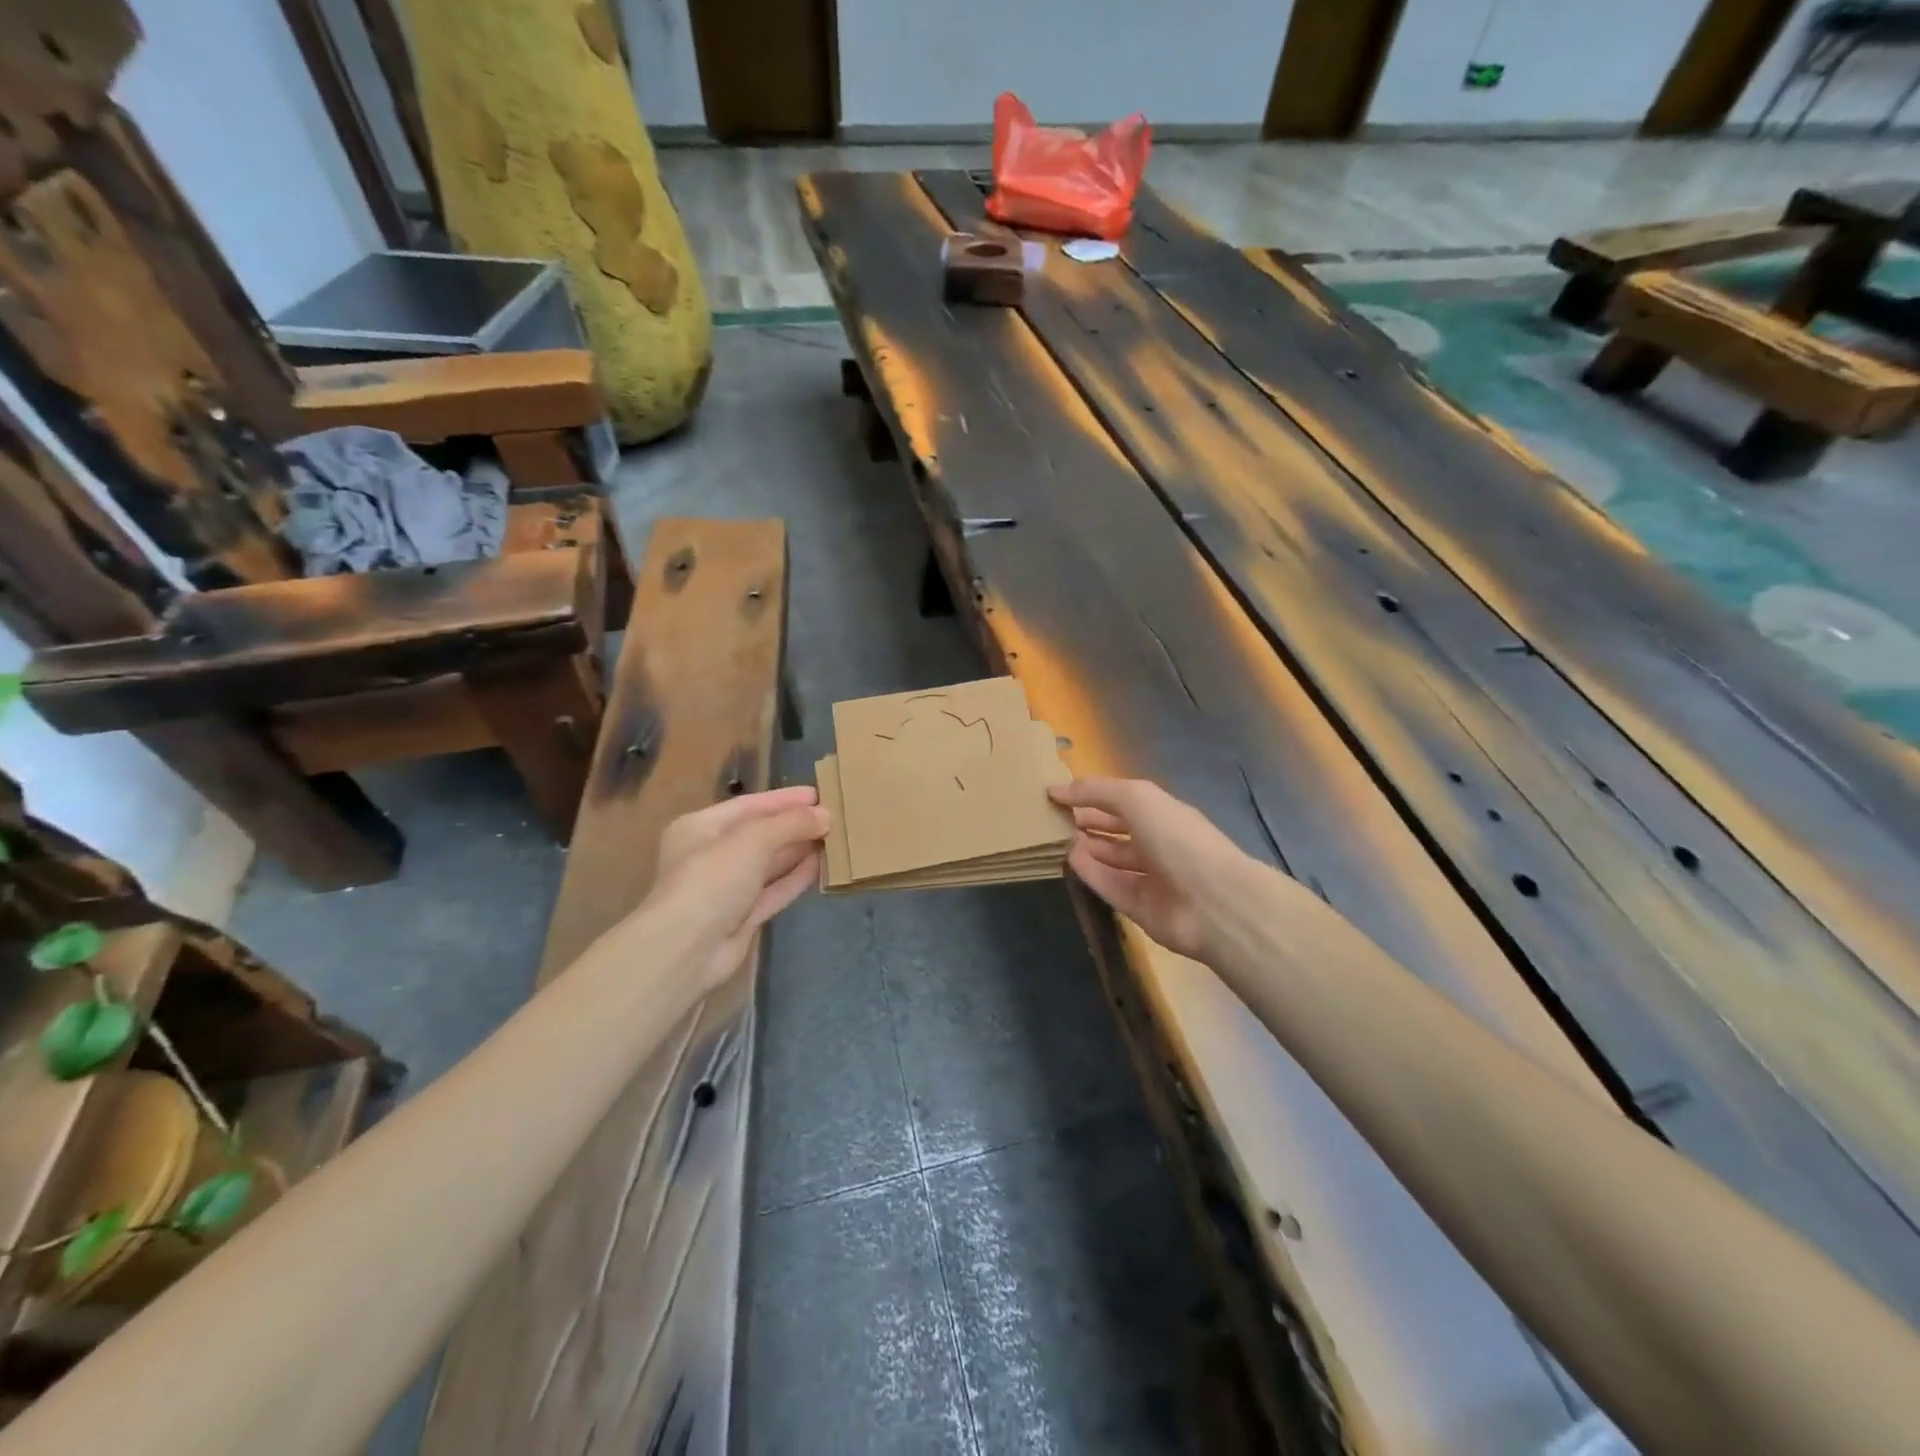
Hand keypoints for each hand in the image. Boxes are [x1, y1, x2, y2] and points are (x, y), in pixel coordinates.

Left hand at [643, 785, 829, 989]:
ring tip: (833, 839)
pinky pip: (773, 891)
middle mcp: (710, 856)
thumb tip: (826, 815)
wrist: (686, 949)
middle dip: (793, 826)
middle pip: (759, 834)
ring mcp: (726, 889)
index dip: (784, 800)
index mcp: (699, 828)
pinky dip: (794, 878)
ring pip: (768, 864)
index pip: (748, 806)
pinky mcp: (741, 918)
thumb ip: (791, 824)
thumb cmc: (712, 880)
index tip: (817, 795)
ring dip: (798, 851)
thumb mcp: (753, 840)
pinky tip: (820, 866)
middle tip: (832, 817)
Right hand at [1049, 777, 1259, 962]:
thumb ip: (1097, 791)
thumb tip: (1057, 789)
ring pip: (1111, 860)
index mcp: (1164, 814)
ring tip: (1055, 838)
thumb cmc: (1177, 839)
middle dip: (1088, 822)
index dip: (1092, 796)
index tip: (1058, 794)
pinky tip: (1069, 860)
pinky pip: (1110, 886)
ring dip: (1086, 848)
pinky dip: (1091, 873)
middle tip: (1052, 818)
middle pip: (1117, 831)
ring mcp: (1150, 878)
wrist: (1213, 902)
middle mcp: (1158, 843)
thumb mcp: (1137, 799)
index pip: (1123, 801)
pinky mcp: (1140, 908)